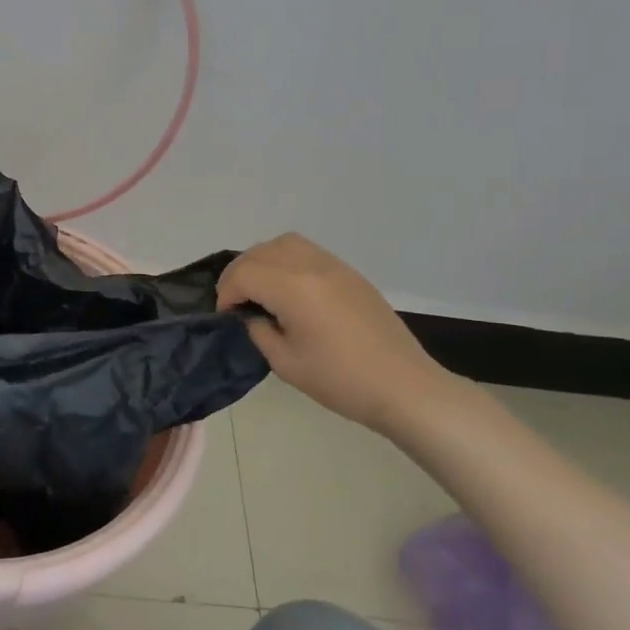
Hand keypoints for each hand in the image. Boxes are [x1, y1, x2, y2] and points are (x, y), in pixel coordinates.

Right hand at [218, 234, 458, 435]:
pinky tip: (289, 290)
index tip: (227, 317)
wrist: (403, 386)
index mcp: (293, 288)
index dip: (226, 294)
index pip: (243, 274)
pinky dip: (286, 261)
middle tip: (237, 303)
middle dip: (239, 274)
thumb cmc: (341, 380)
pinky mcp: (349, 273)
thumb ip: (259, 331)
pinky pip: (307, 251)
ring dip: (262, 261)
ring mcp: (334, 265)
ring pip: (283, 243)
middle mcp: (311, 266)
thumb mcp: (286, 363)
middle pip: (259, 252)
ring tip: (260, 290)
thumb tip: (251, 315)